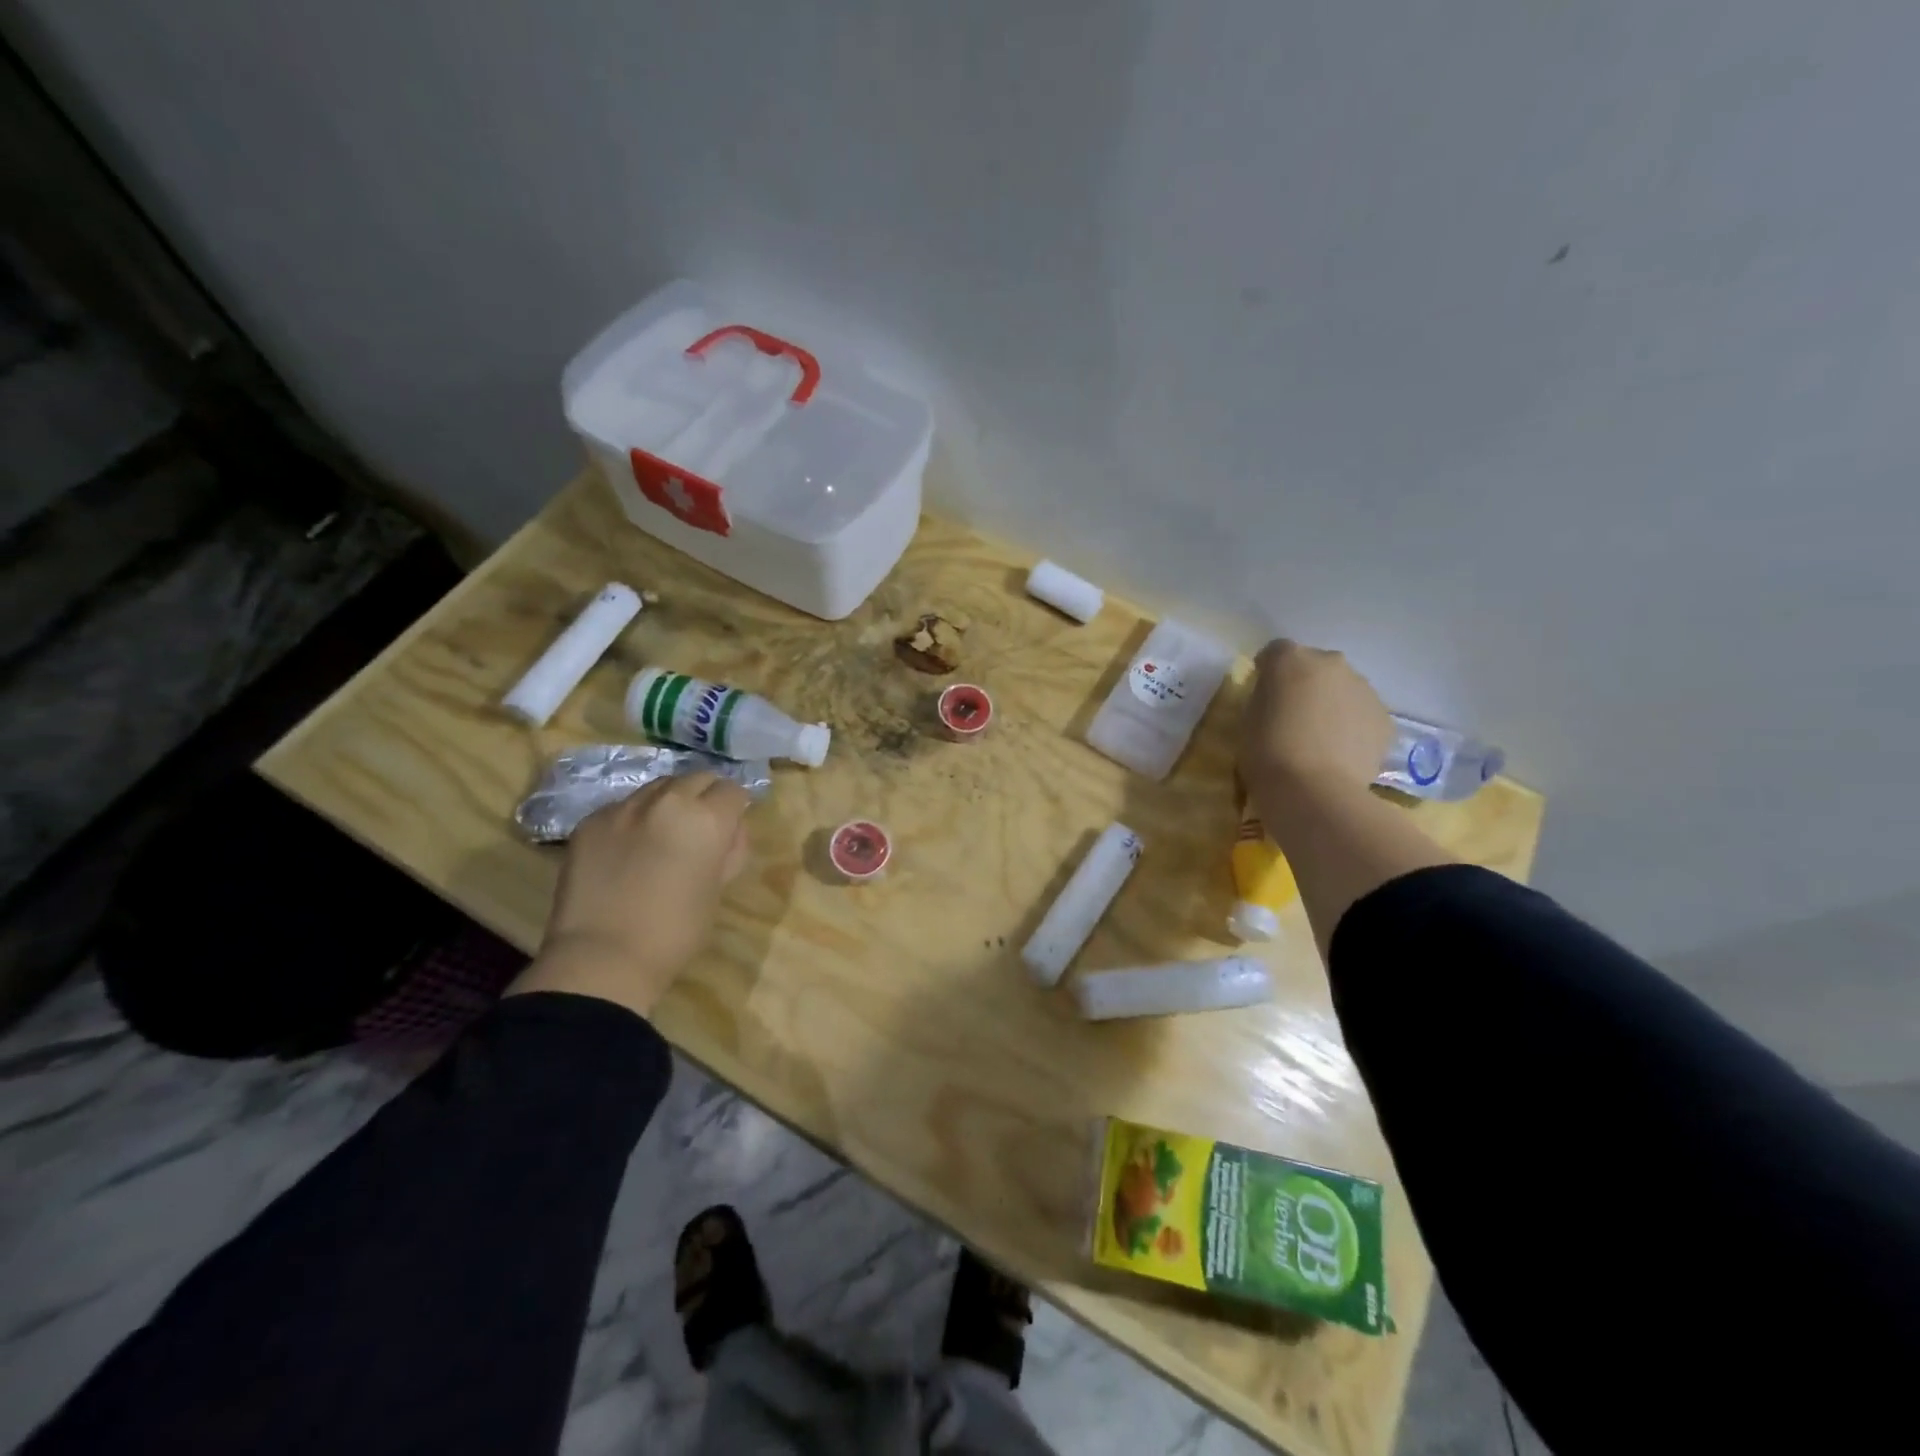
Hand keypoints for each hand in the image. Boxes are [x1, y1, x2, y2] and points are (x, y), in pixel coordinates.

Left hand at [508, 773, 752, 1017]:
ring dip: (668, 802)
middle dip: (704, 796)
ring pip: (658, 787)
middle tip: (701, 825)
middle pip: (696, 778)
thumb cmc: (675, 932)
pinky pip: (623, 807)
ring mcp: (624, 808)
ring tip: (663, 832)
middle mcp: (667, 801)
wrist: (602, 958)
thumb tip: (729, 831)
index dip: (735, 807)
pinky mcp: (590, 821)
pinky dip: (634, 819)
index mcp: (706, 819)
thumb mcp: (717, 889)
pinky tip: (628, 848)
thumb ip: (728, 850)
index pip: (732, 790)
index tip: (730, 826)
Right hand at [1239, 639, 1393, 801]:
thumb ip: (1264, 696)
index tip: (1263, 694)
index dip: (1268, 672)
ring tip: (1319, 739)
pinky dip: (1352, 726)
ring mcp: (1363, 688)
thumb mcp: (1247, 718)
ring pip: (1343, 689)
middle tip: (1293, 716)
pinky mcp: (1384, 717)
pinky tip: (1340, 753)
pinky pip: (1362, 714)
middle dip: (1305, 684)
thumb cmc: (1266, 752)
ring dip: (1332, 704)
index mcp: (1290, 659)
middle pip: (1315, 666)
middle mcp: (1331, 662)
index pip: (1275, 652)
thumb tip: (1277, 697)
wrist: (1314, 791)